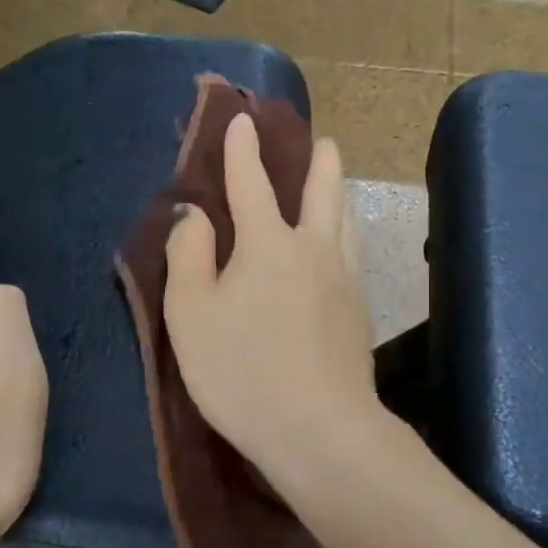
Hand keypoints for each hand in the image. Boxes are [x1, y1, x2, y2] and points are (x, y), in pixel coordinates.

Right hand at [163, 114, 380, 478]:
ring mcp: (344, 281)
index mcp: (268, 244)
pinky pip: (351, 256)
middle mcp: (313, 250)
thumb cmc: (241, 370)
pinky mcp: (359, 314)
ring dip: (339, 194)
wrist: (318, 428)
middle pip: (321, 193)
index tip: (242, 120)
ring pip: (345, 223)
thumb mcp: (191, 314)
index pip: (252, 183)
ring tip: (338, 182)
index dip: (242, 150)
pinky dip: (344, 235)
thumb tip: (195, 214)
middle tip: (324, 141)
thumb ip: (189, 256)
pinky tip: (341, 248)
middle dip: (319, 162)